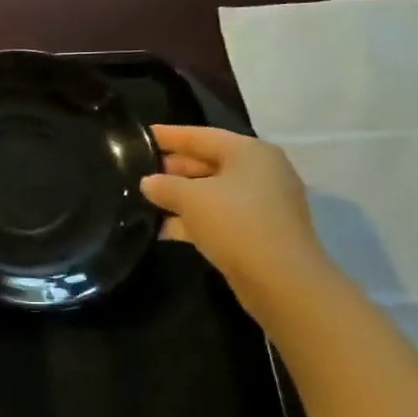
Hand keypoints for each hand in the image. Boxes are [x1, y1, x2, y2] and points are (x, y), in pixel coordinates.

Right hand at [140, 125, 328, 303]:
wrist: (281, 281)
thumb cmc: (236, 223)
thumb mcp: (190, 198)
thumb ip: (164, 185)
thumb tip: (148, 182)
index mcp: (250, 153)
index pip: (200, 136)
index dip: (168, 135)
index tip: (140, 135)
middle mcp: (260, 172)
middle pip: (207, 162)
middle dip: (171, 168)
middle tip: (136, 170)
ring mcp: (262, 204)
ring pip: (211, 192)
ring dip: (179, 197)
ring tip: (143, 200)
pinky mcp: (258, 232)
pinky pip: (218, 216)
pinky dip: (193, 219)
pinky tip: (162, 228)